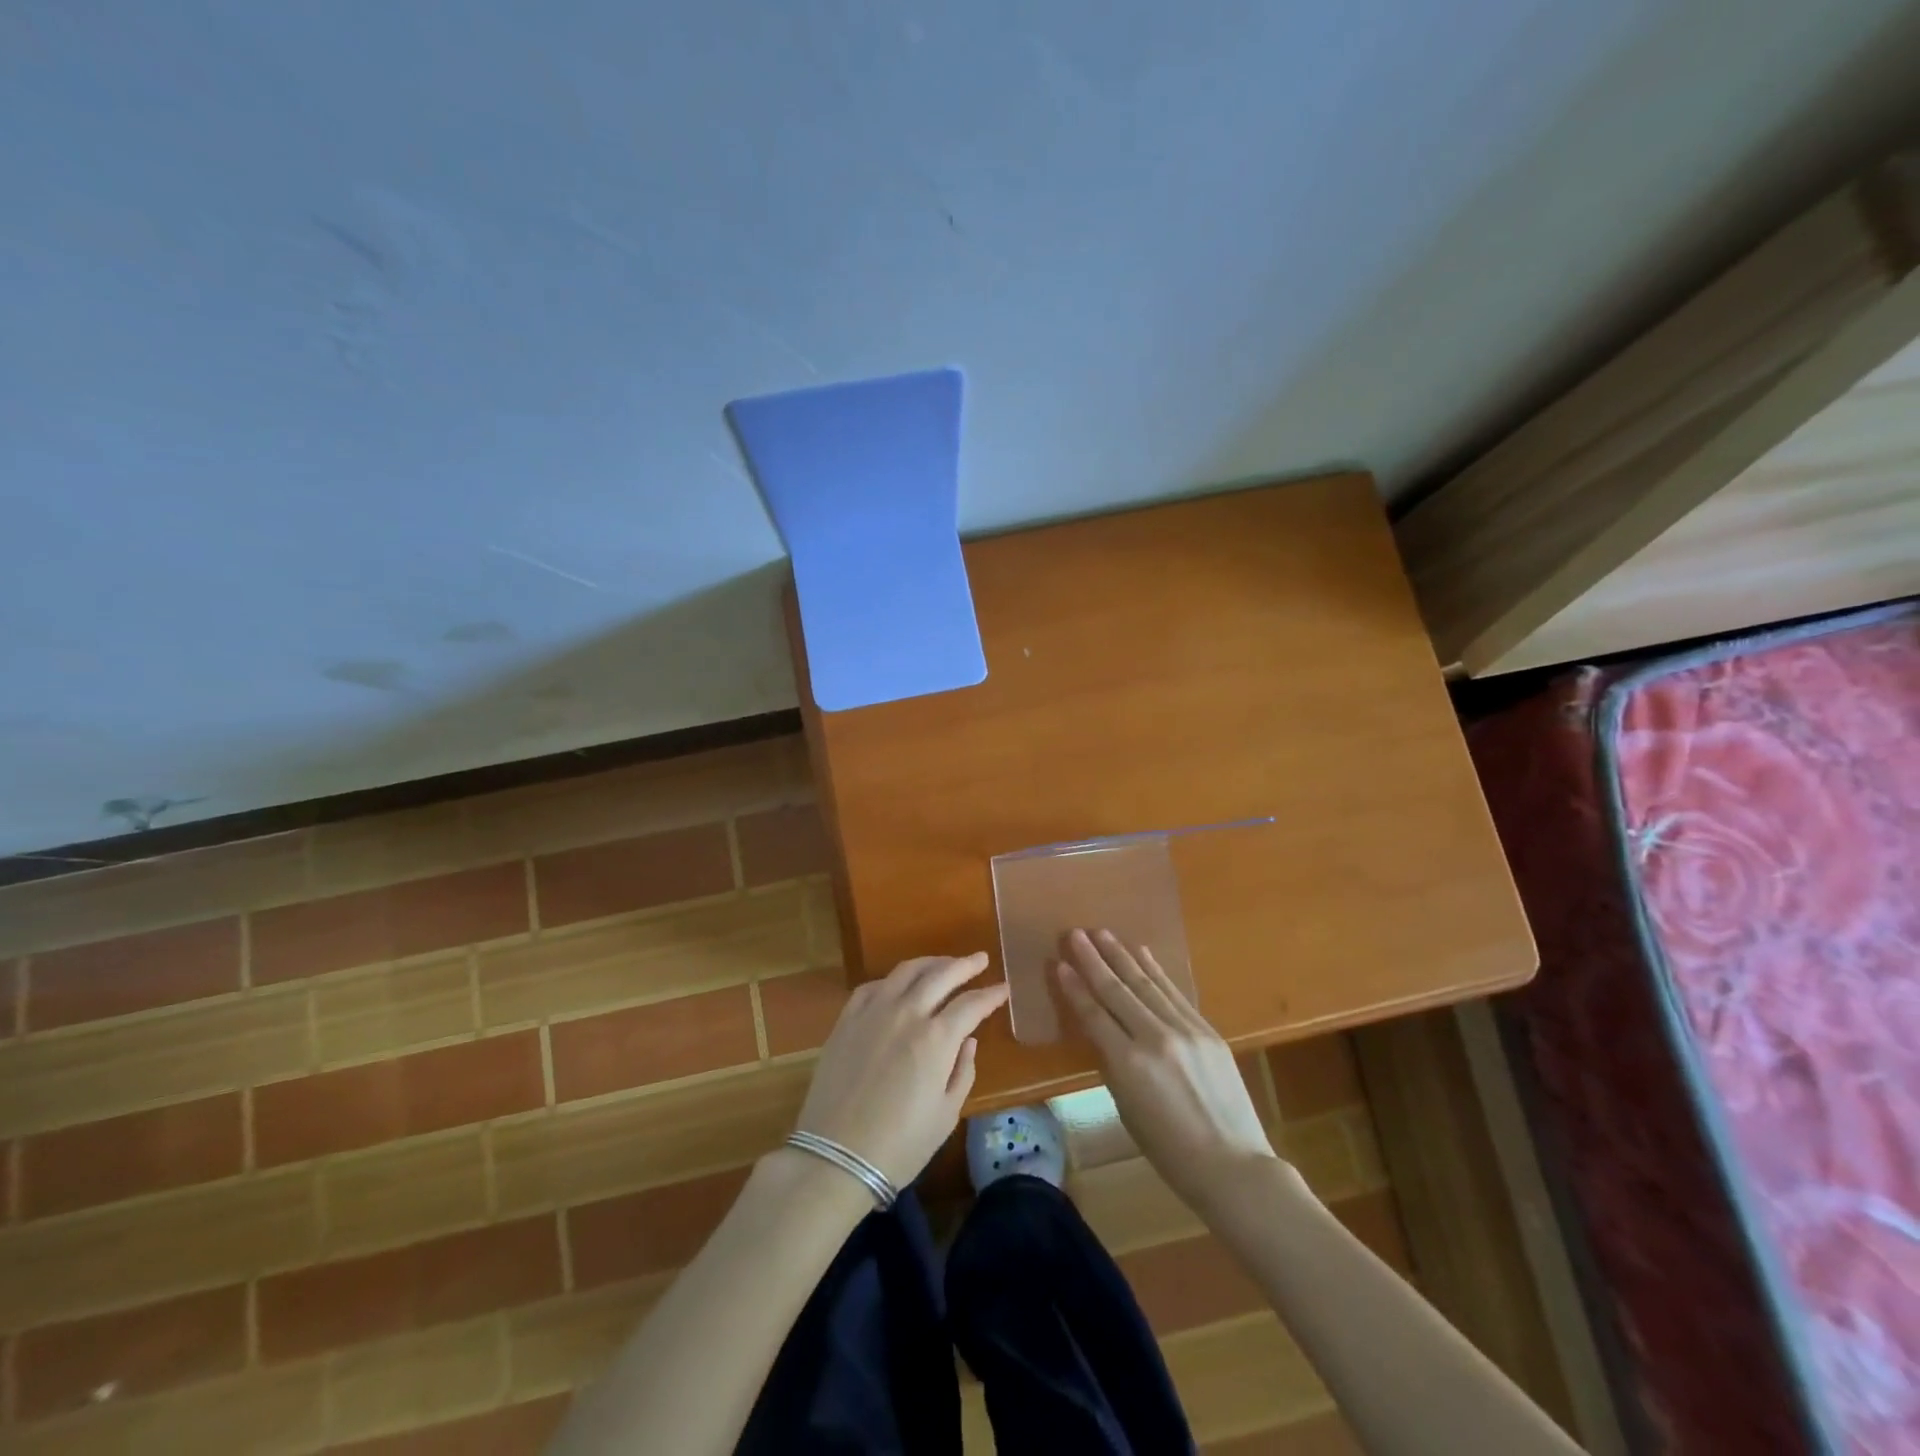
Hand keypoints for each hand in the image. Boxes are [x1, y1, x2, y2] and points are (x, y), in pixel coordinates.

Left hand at [794, 953, 1008, 1188]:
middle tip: (980, 959)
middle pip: (941, 975)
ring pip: (906, 971)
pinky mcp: (847, 1020)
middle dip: (965, 965)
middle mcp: (906, 1013)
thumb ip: (963, 1072)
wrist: (836, 1157)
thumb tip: (968, 1041)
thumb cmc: (900, 1145)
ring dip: (931, 962)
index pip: (971, 1004)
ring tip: (944, 963)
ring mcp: (873, 1012)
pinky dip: (893, 980)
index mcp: (936, 1039)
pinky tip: (899, 985)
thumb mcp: (946, 1115)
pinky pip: (873, 986)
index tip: (1003, 989)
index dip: (990, 995)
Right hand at [1056, 929, 1279, 1210]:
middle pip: (1117, 990)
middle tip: (1074, 933)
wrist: (1233, 1165)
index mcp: (1128, 1065)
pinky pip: (1174, 993)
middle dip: (1093, 960)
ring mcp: (1185, 1031)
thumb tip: (1103, 1031)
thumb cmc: (1170, 1150)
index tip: (1059, 963)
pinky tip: (1142, 952)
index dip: (1074, 988)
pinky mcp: (1207, 1030)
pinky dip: (1156, 971)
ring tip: (1102, 933)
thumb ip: (1113, 1065)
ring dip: (1121, 955)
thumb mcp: (1127, 1109)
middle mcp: (1155, 1039)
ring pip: (1146, 984)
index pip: (1094, 1015)